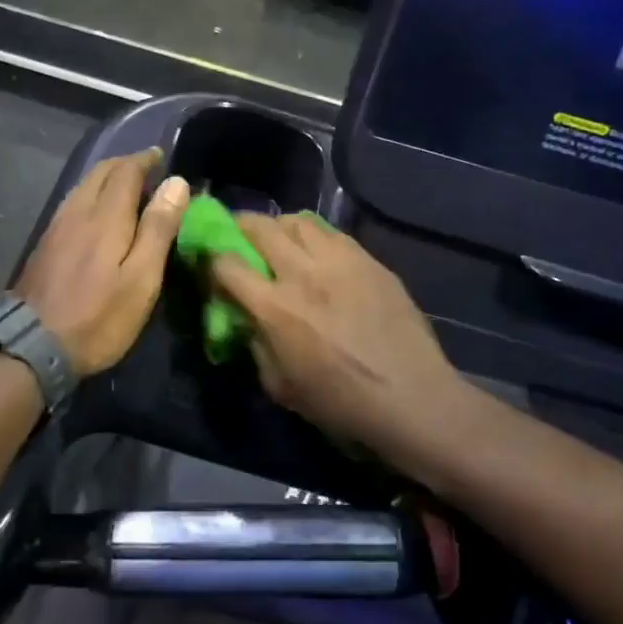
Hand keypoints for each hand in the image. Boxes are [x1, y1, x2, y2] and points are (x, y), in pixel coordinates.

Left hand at [14, 151, 190, 377]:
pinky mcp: (45, 244)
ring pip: (83, 186)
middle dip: (125, 164)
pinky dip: (91, 196)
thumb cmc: (99, 316)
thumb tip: (176, 182)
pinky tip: (97, 215)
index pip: (126, 170)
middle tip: (147, 170)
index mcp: (105, 215)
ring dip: (106, 179)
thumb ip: (158, 228)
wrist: (33, 345)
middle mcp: (77, 211)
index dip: (145, 160)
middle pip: (100, 172)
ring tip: (127, 189)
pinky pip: (73, 204)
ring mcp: (56, 226)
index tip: (161, 157)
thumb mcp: (141, 278)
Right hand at [209, 214, 462, 457]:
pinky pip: (333, 233)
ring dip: (280, 226)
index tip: (210, 263)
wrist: (412, 398)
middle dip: (240, 226)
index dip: (211, 259)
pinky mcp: (370, 261)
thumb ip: (255, 345)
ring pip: (298, 220)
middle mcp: (303, 273)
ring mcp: (341, 261)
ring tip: (280, 239)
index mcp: (276, 308)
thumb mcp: (280, 386)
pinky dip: (315, 236)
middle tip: (238, 235)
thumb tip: (246, 319)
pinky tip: (318, 253)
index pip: (227, 264)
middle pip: (260, 227)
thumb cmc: (342, 404)